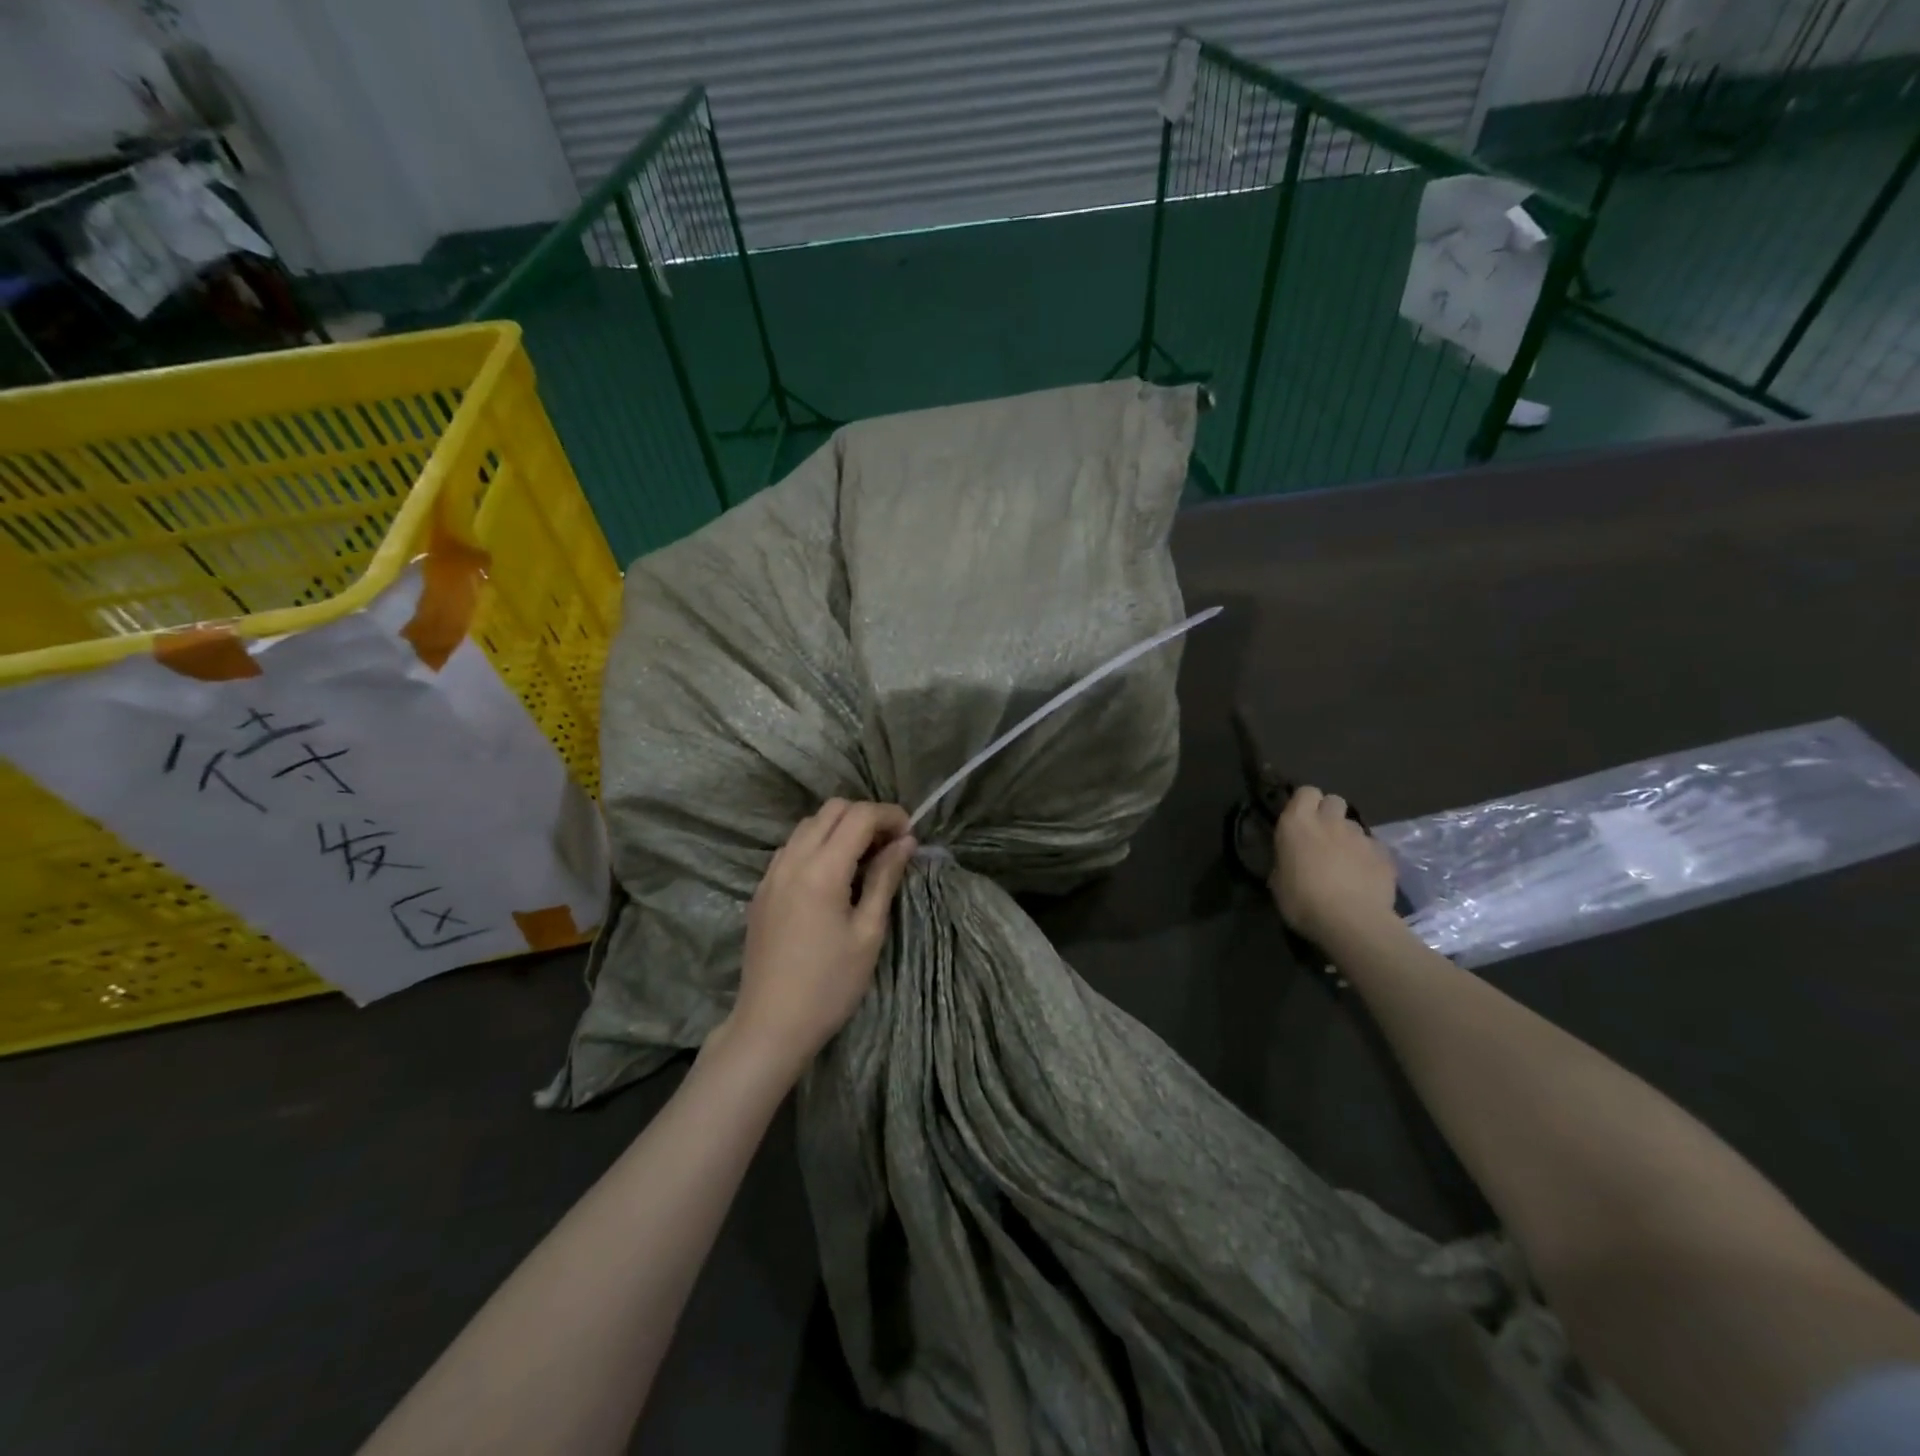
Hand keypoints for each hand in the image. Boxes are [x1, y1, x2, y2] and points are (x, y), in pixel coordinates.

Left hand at [726, 799, 916, 1075]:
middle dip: (865, 816)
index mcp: (821, 870)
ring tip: (864, 859)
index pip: (859, 816)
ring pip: (808, 825)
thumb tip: (905, 842)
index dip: (889, 816)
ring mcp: (771, 874)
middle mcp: (792, 860)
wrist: (771, 1025)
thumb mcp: (868, 932)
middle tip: (889, 845)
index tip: (910, 835)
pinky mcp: (761, 890)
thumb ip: (885, 878)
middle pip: (832, 810)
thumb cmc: (830, 985)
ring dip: (840, 828)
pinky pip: (792, 847)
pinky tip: (832, 875)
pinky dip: (817, 844)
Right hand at [1270, 786, 1398, 946]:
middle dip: (1329, 814)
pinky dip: (1368, 858)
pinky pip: (1374, 848)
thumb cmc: (1303, 901)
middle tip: (1322, 837)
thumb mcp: (1278, 881)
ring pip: (1354, 826)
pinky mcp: (1385, 855)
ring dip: (1348, 838)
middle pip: (1334, 800)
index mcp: (1297, 823)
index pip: (1305, 792)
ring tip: (1345, 862)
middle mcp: (1330, 821)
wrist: (1352, 923)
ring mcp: (1361, 836)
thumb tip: (1291, 860)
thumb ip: (1286, 860)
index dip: (1305, 803)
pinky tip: (1364, 878)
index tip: (1300, 820)